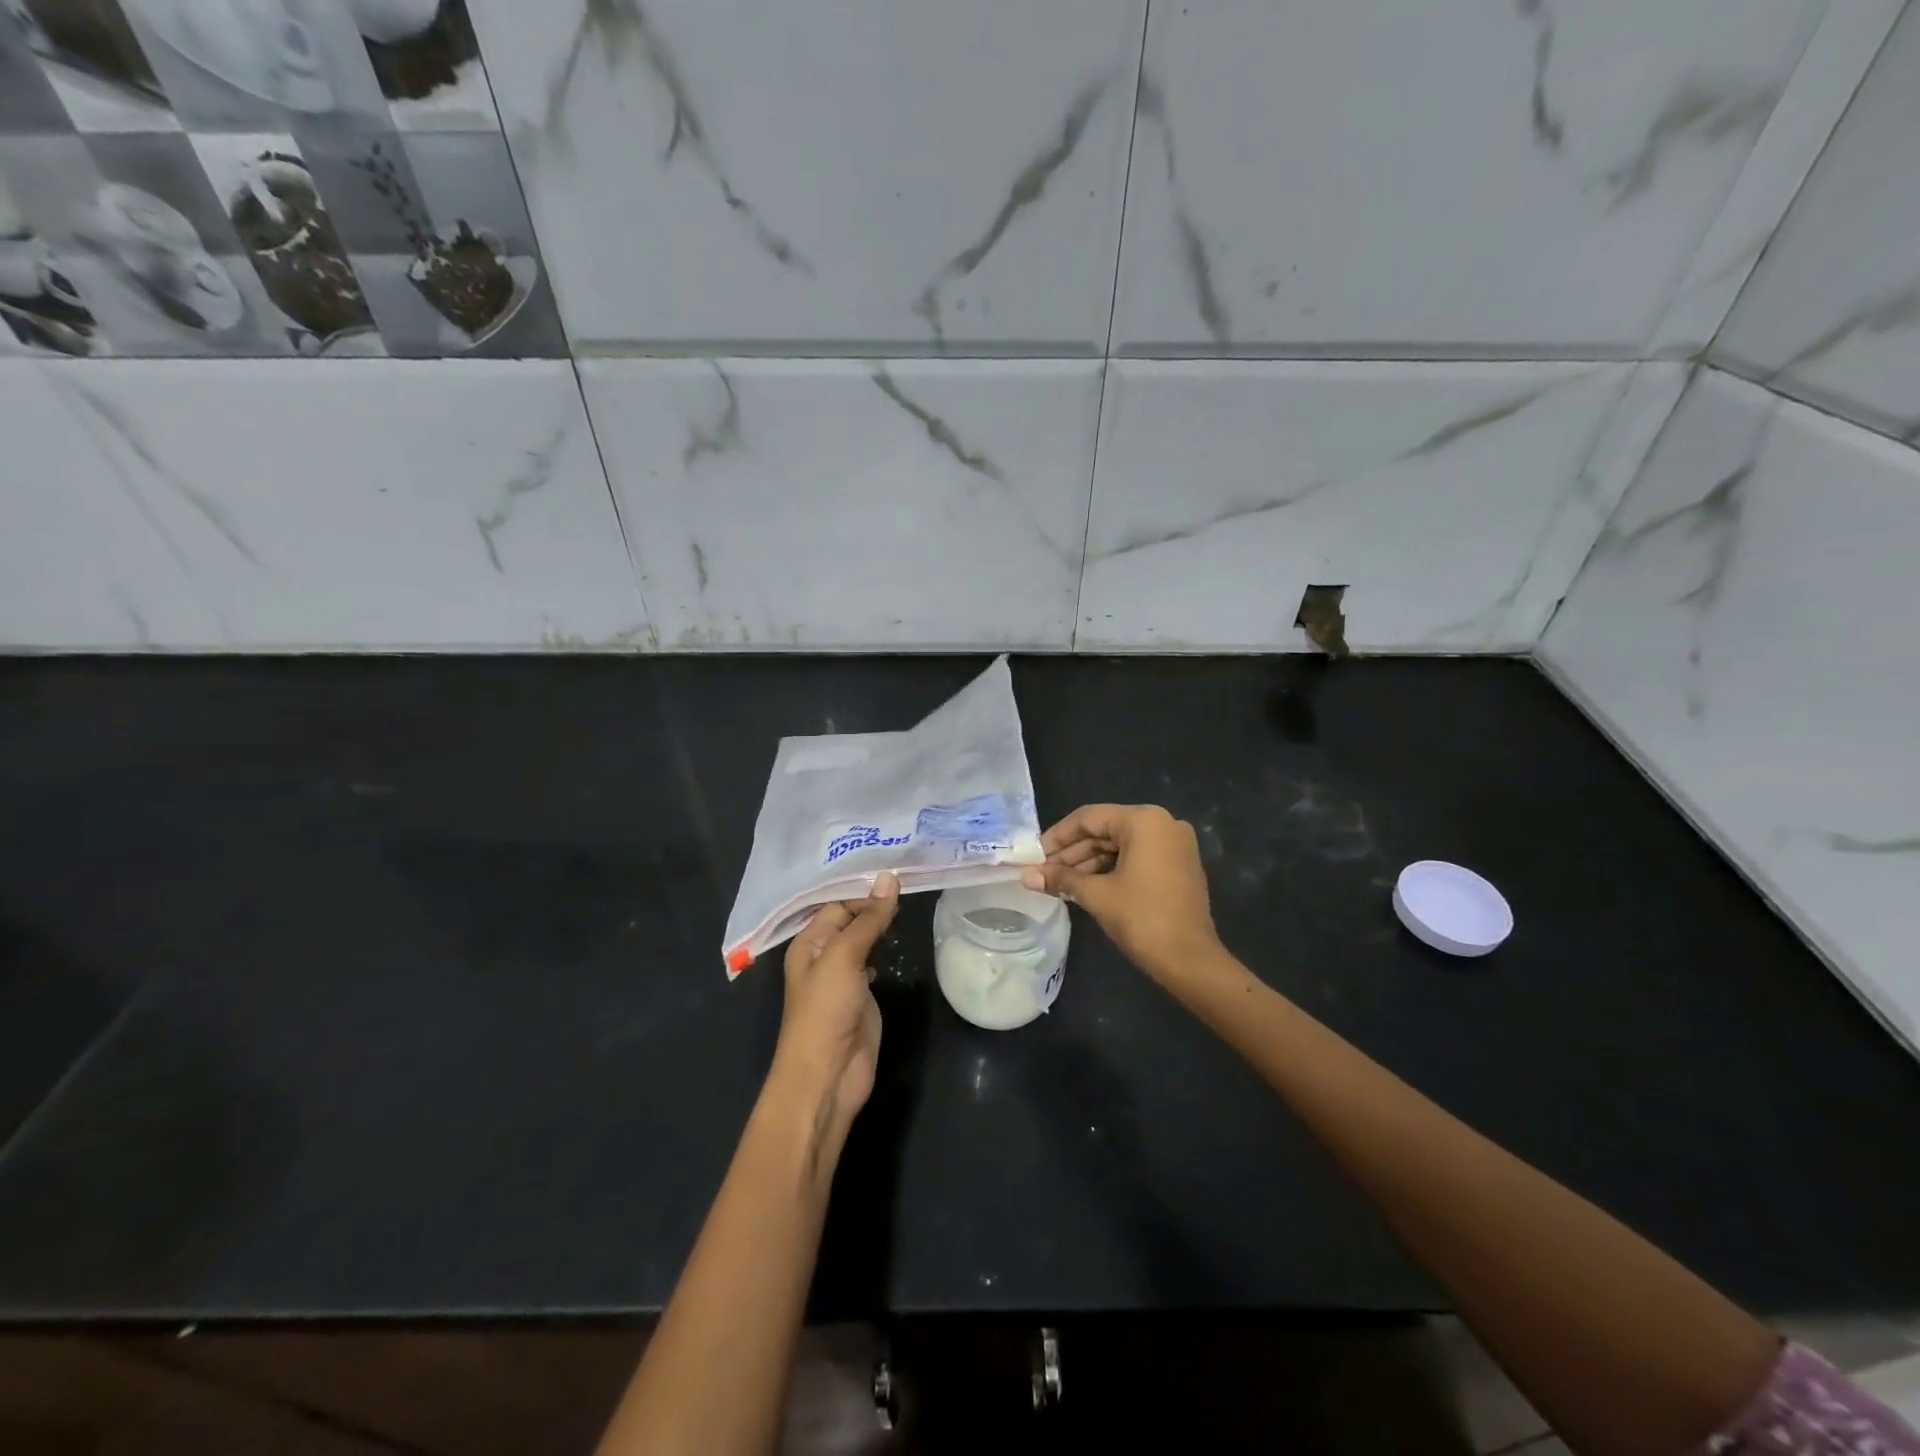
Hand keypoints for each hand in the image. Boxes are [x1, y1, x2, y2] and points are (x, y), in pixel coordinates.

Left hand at [772, 872, 898, 1129]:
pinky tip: (902, 934)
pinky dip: (887, 946)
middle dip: (875, 900)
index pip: (838, 901)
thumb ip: (868, 919)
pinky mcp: (863, 995)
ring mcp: (845, 975)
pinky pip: (875, 961)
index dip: (864, 885)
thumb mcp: (844, 958)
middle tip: (911, 873)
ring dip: (881, 921)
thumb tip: (888, 877)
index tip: (897, 866)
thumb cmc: (825, 1011)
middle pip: (851, 918)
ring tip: (912, 894)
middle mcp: (824, 954)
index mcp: (810, 941)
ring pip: (864, 938)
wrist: (828, 1076)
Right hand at [1021, 804, 1218, 978]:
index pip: (1089, 818)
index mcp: (1144, 820)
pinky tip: (1085, 886)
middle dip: (1072, 852)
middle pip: (1105, 830)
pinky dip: (1111, 869)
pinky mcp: (1179, 865)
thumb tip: (1026, 876)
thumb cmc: (1142, 919)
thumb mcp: (1096, 895)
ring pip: (1120, 845)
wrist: (1191, 961)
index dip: (1057, 836)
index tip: (1033, 855)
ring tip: (1058, 882)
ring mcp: (1175, 845)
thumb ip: (1060, 878)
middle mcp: (1163, 823)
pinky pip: (1137, 857)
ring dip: (1089, 863)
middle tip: (1043, 871)